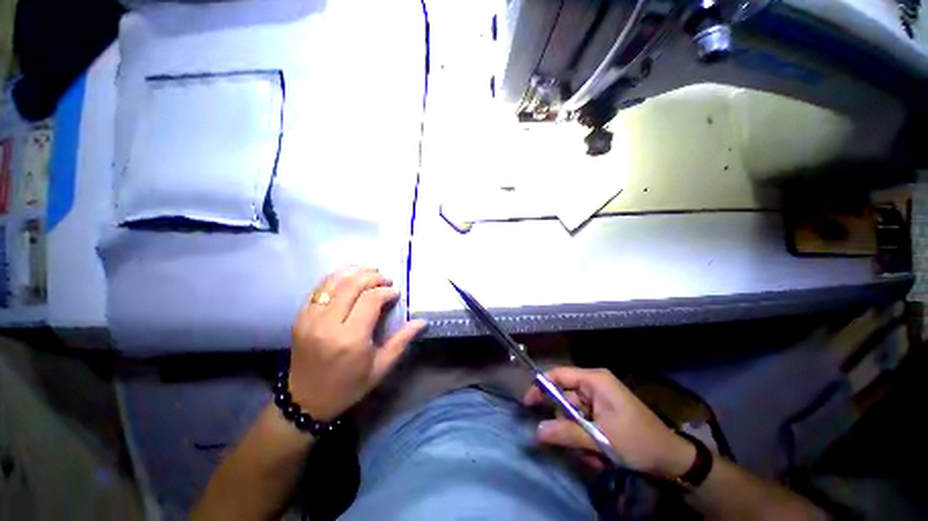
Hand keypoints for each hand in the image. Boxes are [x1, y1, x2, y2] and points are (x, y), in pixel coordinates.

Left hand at [288, 266, 426, 421]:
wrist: (306, 402)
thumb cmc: (349, 386)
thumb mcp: (381, 367)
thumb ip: (402, 341)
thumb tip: (422, 322)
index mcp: (351, 339)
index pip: (370, 300)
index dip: (386, 291)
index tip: (395, 293)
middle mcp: (327, 325)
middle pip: (351, 285)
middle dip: (372, 276)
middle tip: (385, 279)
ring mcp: (309, 320)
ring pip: (332, 282)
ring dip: (353, 271)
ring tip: (369, 271)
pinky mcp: (300, 318)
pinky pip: (318, 289)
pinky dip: (335, 278)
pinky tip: (348, 277)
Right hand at [524, 367, 694, 477]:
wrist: (671, 460)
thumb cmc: (638, 441)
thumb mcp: (601, 438)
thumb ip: (567, 433)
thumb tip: (537, 430)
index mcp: (594, 380)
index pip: (559, 374)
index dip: (541, 386)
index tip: (528, 404)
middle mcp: (594, 385)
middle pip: (564, 395)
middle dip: (564, 420)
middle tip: (564, 441)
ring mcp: (599, 400)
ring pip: (573, 413)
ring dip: (576, 434)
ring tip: (590, 455)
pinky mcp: (603, 413)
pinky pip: (583, 422)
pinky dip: (585, 438)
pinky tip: (597, 455)